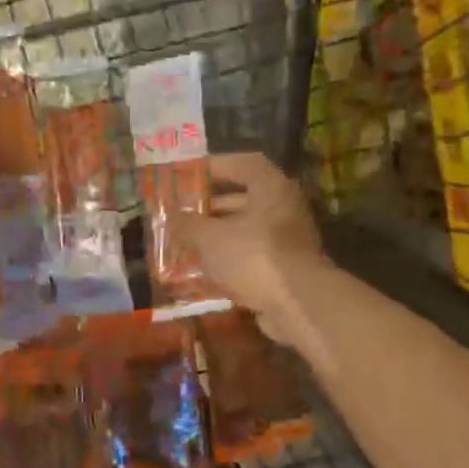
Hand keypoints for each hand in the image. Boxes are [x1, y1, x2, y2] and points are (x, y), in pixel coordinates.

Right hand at [184, 153, 326, 347]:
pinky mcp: (285, 269)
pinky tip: (203, 272)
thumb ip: (188, 224)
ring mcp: (287, 241)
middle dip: (211, 208)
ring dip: (217, 238)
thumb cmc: (254, 256)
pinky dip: (229, 262)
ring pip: (246, 232)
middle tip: (183, 213)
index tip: (190, 174)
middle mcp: (284, 209)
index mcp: (272, 188)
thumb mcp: (211, 238)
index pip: (244, 164)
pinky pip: (251, 258)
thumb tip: (171, 216)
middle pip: (244, 200)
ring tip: (185, 244)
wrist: (297, 304)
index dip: (216, 166)